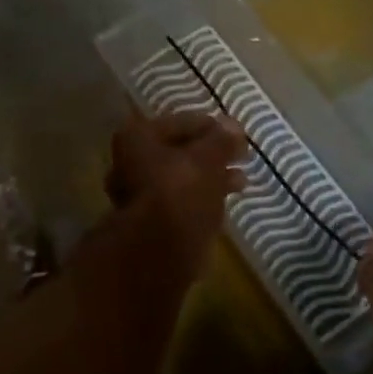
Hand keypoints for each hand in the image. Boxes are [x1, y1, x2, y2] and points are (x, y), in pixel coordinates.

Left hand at [106, 109, 247, 286]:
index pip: (181, 122)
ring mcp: (138, 195)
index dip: (212, 126)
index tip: (238, 134)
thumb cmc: (181, 190)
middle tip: (241, 155)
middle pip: (179, 151)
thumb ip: (221, 140)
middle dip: (212, 154)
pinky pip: (181, 201)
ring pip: (181, 178)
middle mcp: (130, 162)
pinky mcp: (150, 223)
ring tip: (242, 180)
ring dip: (211, 177)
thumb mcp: (207, 159)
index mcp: (138, 138)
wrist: (160, 250)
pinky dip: (202, 198)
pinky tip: (226, 201)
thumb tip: (232, 126)